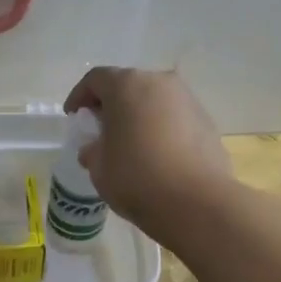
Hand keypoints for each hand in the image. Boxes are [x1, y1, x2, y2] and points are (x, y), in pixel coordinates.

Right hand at [63, 68, 232, 243]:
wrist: (196, 202)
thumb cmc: (136, 178)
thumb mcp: (99, 167)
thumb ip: (92, 150)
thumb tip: (95, 148)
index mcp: (126, 86)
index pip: (95, 79)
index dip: (80, 96)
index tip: (74, 116)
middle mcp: (159, 82)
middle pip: (127, 85)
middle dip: (111, 104)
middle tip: (101, 128)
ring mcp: (187, 100)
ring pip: (153, 100)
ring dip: (138, 115)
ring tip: (130, 142)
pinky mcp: (206, 121)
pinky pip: (174, 117)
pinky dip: (160, 128)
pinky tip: (156, 154)